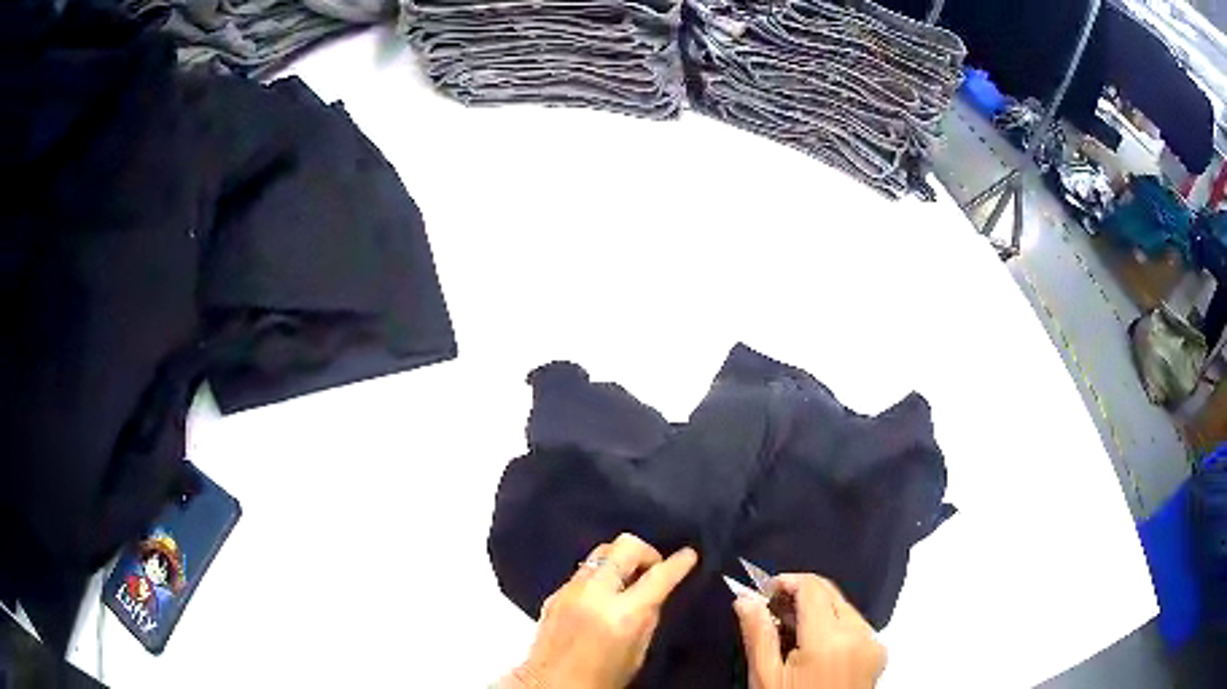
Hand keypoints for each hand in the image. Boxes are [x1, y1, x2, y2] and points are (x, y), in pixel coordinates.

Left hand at [504, 534, 698, 688]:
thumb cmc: (602, 678)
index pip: (658, 576)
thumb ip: (647, 617)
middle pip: (624, 546)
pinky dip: (599, 577)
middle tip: (654, 569)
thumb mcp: (638, 652)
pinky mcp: (554, 594)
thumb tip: (654, 593)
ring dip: (620, 561)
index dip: (678, 563)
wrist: (552, 686)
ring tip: (628, 581)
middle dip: (646, 552)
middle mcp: (594, 593)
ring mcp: (570, 590)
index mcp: (623, 614)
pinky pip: (583, 572)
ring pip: (600, 553)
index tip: (689, 555)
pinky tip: (602, 597)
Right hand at [734, 574, 885, 688]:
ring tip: (790, 632)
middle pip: (830, 593)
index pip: (812, 588)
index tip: (764, 593)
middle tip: (772, 612)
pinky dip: (834, 624)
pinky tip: (814, 645)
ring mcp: (874, 642)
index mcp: (830, 639)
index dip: (787, 582)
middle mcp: (860, 633)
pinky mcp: (879, 651)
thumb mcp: (766, 677)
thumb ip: (758, 634)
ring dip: (817, 609)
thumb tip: (745, 597)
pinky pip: (855, 624)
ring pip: (844, 607)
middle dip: (800, 595)